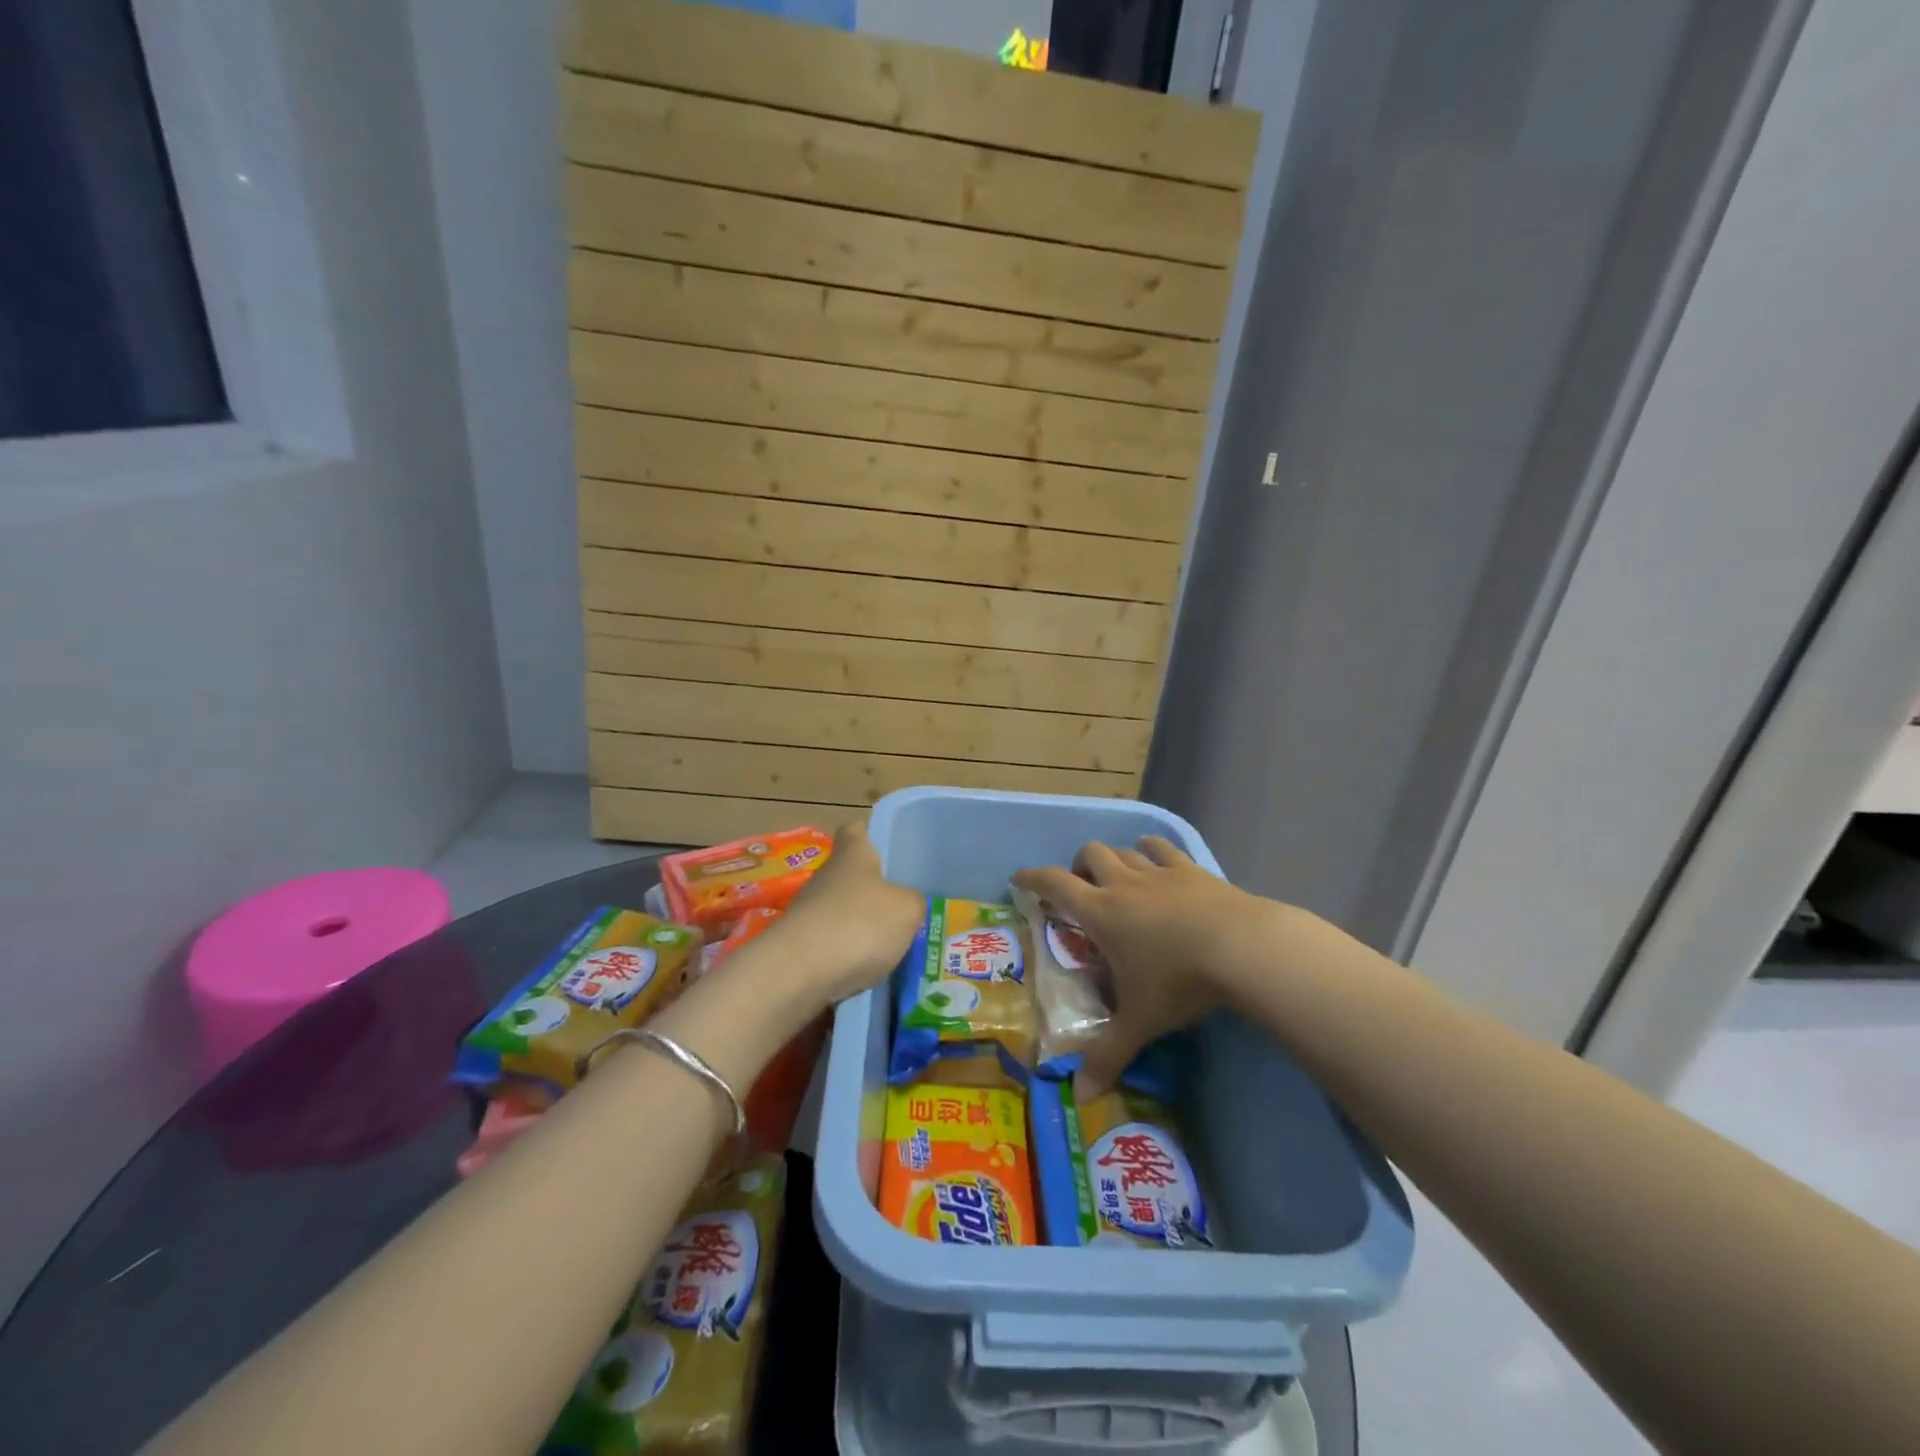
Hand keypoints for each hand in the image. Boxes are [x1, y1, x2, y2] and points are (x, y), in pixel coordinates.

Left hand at [767, 820, 924, 1007]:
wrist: (798, 973)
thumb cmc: (859, 924)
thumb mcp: (907, 910)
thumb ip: (913, 902)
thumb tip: (907, 904)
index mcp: (852, 855)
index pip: (855, 829)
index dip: (868, 833)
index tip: (884, 846)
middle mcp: (825, 877)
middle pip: (849, 875)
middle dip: (872, 890)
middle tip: (902, 907)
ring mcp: (807, 912)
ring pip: (840, 912)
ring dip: (860, 927)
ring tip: (890, 948)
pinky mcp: (797, 946)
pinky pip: (830, 945)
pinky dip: (847, 957)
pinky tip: (866, 974)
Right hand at [1012, 837, 1278, 1096]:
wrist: (1241, 947)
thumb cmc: (1178, 981)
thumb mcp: (1140, 1022)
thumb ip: (1109, 1055)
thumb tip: (1081, 1097)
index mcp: (1100, 912)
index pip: (1054, 884)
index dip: (1032, 877)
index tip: (1019, 878)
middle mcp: (1124, 884)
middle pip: (1090, 854)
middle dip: (1078, 866)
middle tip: (1081, 888)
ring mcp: (1160, 872)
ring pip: (1125, 850)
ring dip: (1114, 858)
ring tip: (1117, 876)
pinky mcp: (1193, 870)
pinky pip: (1163, 848)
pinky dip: (1152, 851)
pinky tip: (1157, 861)